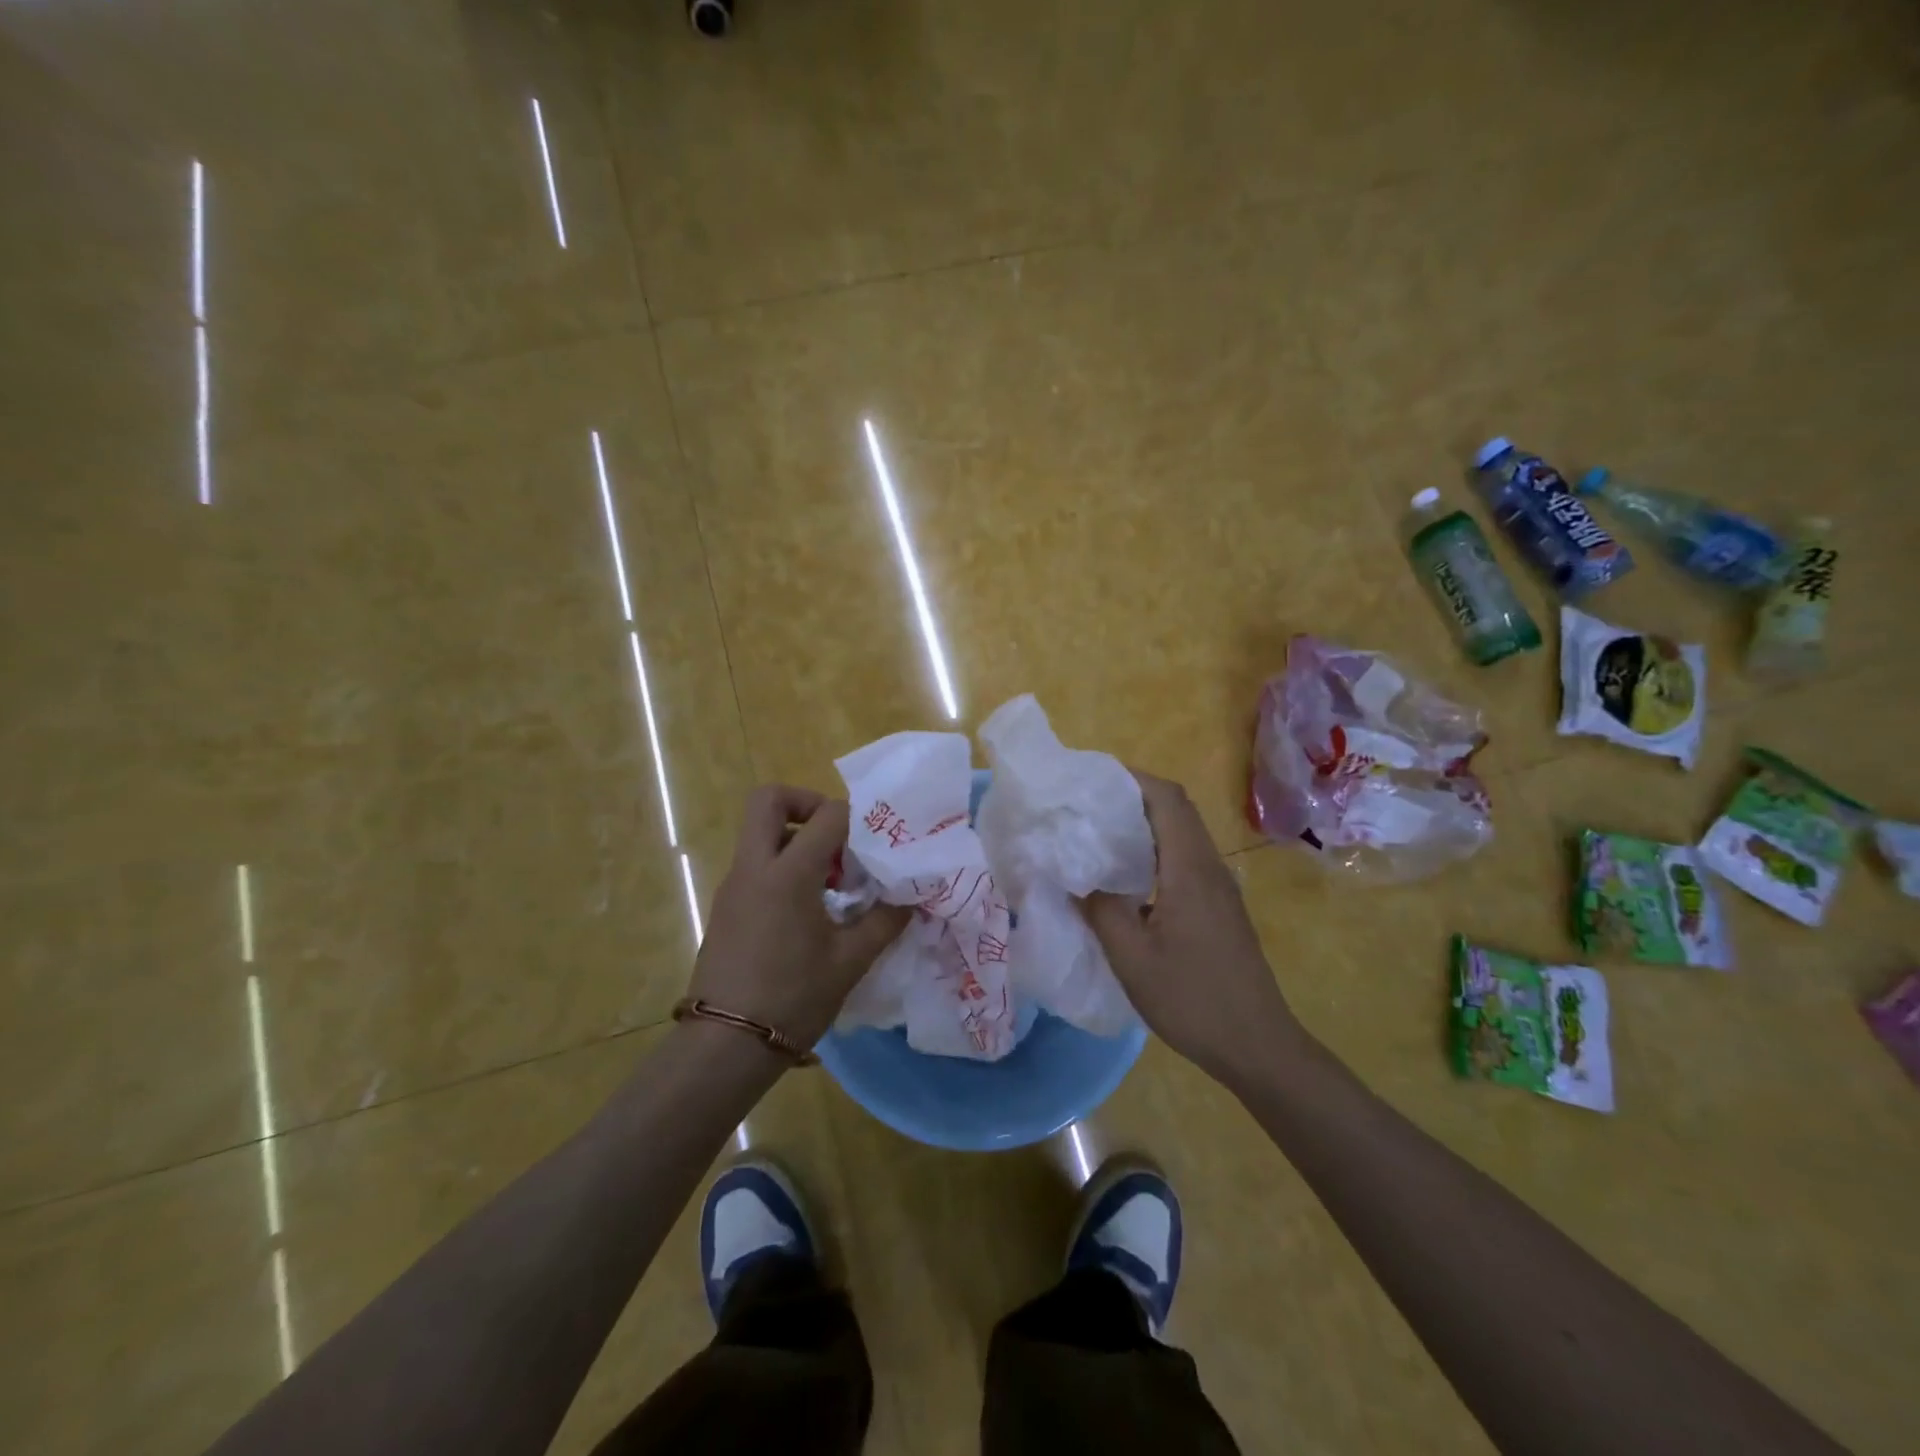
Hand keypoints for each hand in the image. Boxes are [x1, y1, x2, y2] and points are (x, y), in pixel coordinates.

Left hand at [688, 785, 911, 1048]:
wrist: (726, 1046)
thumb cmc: (793, 998)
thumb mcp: (850, 961)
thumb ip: (884, 921)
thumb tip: (910, 899)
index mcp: (787, 873)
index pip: (827, 815)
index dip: (857, 818)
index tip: (877, 843)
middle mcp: (754, 867)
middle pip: (768, 800)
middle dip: (806, 803)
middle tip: (837, 837)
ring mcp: (733, 886)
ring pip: (759, 833)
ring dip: (796, 839)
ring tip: (831, 881)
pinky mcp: (726, 907)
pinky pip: (755, 864)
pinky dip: (783, 867)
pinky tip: (809, 910)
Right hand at [1084, 771, 1301, 1088]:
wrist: (1257, 1045)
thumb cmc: (1192, 999)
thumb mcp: (1131, 957)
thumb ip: (1100, 909)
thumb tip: (1074, 875)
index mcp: (1190, 869)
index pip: (1167, 798)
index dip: (1131, 778)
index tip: (1090, 779)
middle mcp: (1209, 867)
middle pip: (1176, 809)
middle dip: (1132, 796)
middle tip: (1085, 805)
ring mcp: (1219, 887)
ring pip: (1181, 834)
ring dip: (1142, 824)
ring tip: (1096, 835)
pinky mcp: (1219, 907)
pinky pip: (1184, 859)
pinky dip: (1153, 851)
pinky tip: (1124, 878)